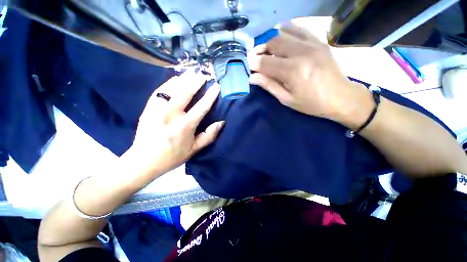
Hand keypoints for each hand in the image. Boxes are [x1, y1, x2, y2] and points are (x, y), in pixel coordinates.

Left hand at [127, 69, 223, 177]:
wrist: (144, 161)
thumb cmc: (173, 156)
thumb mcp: (195, 149)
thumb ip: (209, 136)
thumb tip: (221, 122)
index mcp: (185, 126)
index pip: (202, 107)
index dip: (210, 96)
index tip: (216, 87)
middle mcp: (172, 115)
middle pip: (186, 93)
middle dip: (196, 82)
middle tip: (203, 74)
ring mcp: (157, 110)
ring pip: (172, 89)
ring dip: (183, 79)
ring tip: (191, 73)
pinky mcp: (148, 109)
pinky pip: (159, 91)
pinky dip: (168, 83)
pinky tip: (175, 79)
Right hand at [247, 23, 372, 128]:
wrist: (341, 97)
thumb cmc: (311, 103)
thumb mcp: (287, 99)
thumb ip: (269, 86)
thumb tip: (252, 77)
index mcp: (292, 71)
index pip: (265, 62)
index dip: (254, 63)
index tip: (249, 66)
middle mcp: (301, 53)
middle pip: (273, 43)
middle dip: (260, 49)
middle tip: (256, 57)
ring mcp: (311, 44)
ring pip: (283, 33)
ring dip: (271, 41)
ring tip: (267, 50)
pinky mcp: (318, 41)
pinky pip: (299, 28)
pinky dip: (286, 30)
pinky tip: (281, 36)